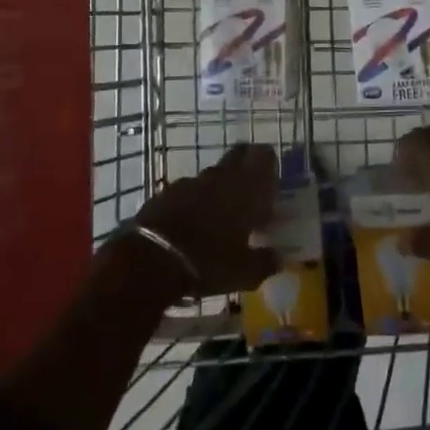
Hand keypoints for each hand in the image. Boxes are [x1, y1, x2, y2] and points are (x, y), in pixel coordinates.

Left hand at [134, 144, 280, 296]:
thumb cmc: (208, 262)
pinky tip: (192, 223)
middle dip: (245, 167)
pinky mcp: (166, 192)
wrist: (151, 259)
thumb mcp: (244, 273)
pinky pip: (188, 190)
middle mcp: (221, 177)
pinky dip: (194, 201)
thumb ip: (265, 262)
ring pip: (212, 175)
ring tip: (220, 214)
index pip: (263, 156)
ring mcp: (191, 182)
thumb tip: (279, 258)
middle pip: (238, 156)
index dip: (268, 164)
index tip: (271, 182)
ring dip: (219, 187)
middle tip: (250, 191)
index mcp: (246, 188)